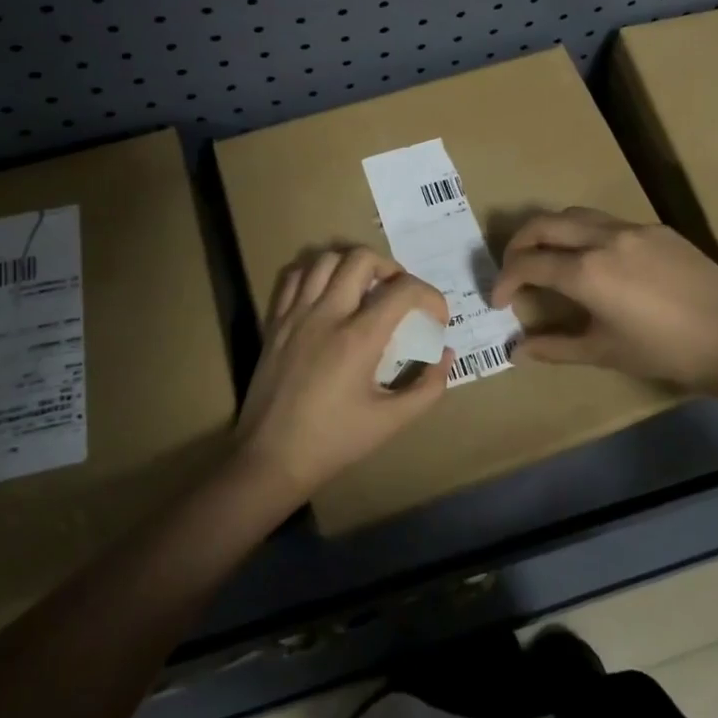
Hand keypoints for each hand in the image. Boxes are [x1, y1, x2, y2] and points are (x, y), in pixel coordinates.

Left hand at [235, 246, 450, 501]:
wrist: (270, 459)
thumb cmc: (334, 442)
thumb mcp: (391, 422)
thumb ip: (428, 387)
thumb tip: (446, 355)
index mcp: (358, 338)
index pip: (404, 290)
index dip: (430, 296)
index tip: (436, 318)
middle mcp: (327, 315)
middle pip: (362, 258)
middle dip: (391, 268)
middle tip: (399, 294)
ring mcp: (296, 314)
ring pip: (326, 258)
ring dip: (353, 265)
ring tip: (365, 288)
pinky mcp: (275, 322)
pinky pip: (295, 276)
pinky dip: (316, 273)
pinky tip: (327, 293)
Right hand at [490, 208, 717, 394]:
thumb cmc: (666, 352)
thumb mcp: (605, 353)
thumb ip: (555, 347)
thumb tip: (516, 352)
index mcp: (586, 271)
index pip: (527, 264)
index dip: (505, 281)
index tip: (499, 301)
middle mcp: (602, 238)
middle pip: (543, 224)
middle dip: (518, 244)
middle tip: (513, 270)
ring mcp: (632, 229)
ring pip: (575, 215)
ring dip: (551, 232)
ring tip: (549, 258)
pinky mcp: (657, 229)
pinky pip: (608, 222)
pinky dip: (585, 234)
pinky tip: (596, 261)